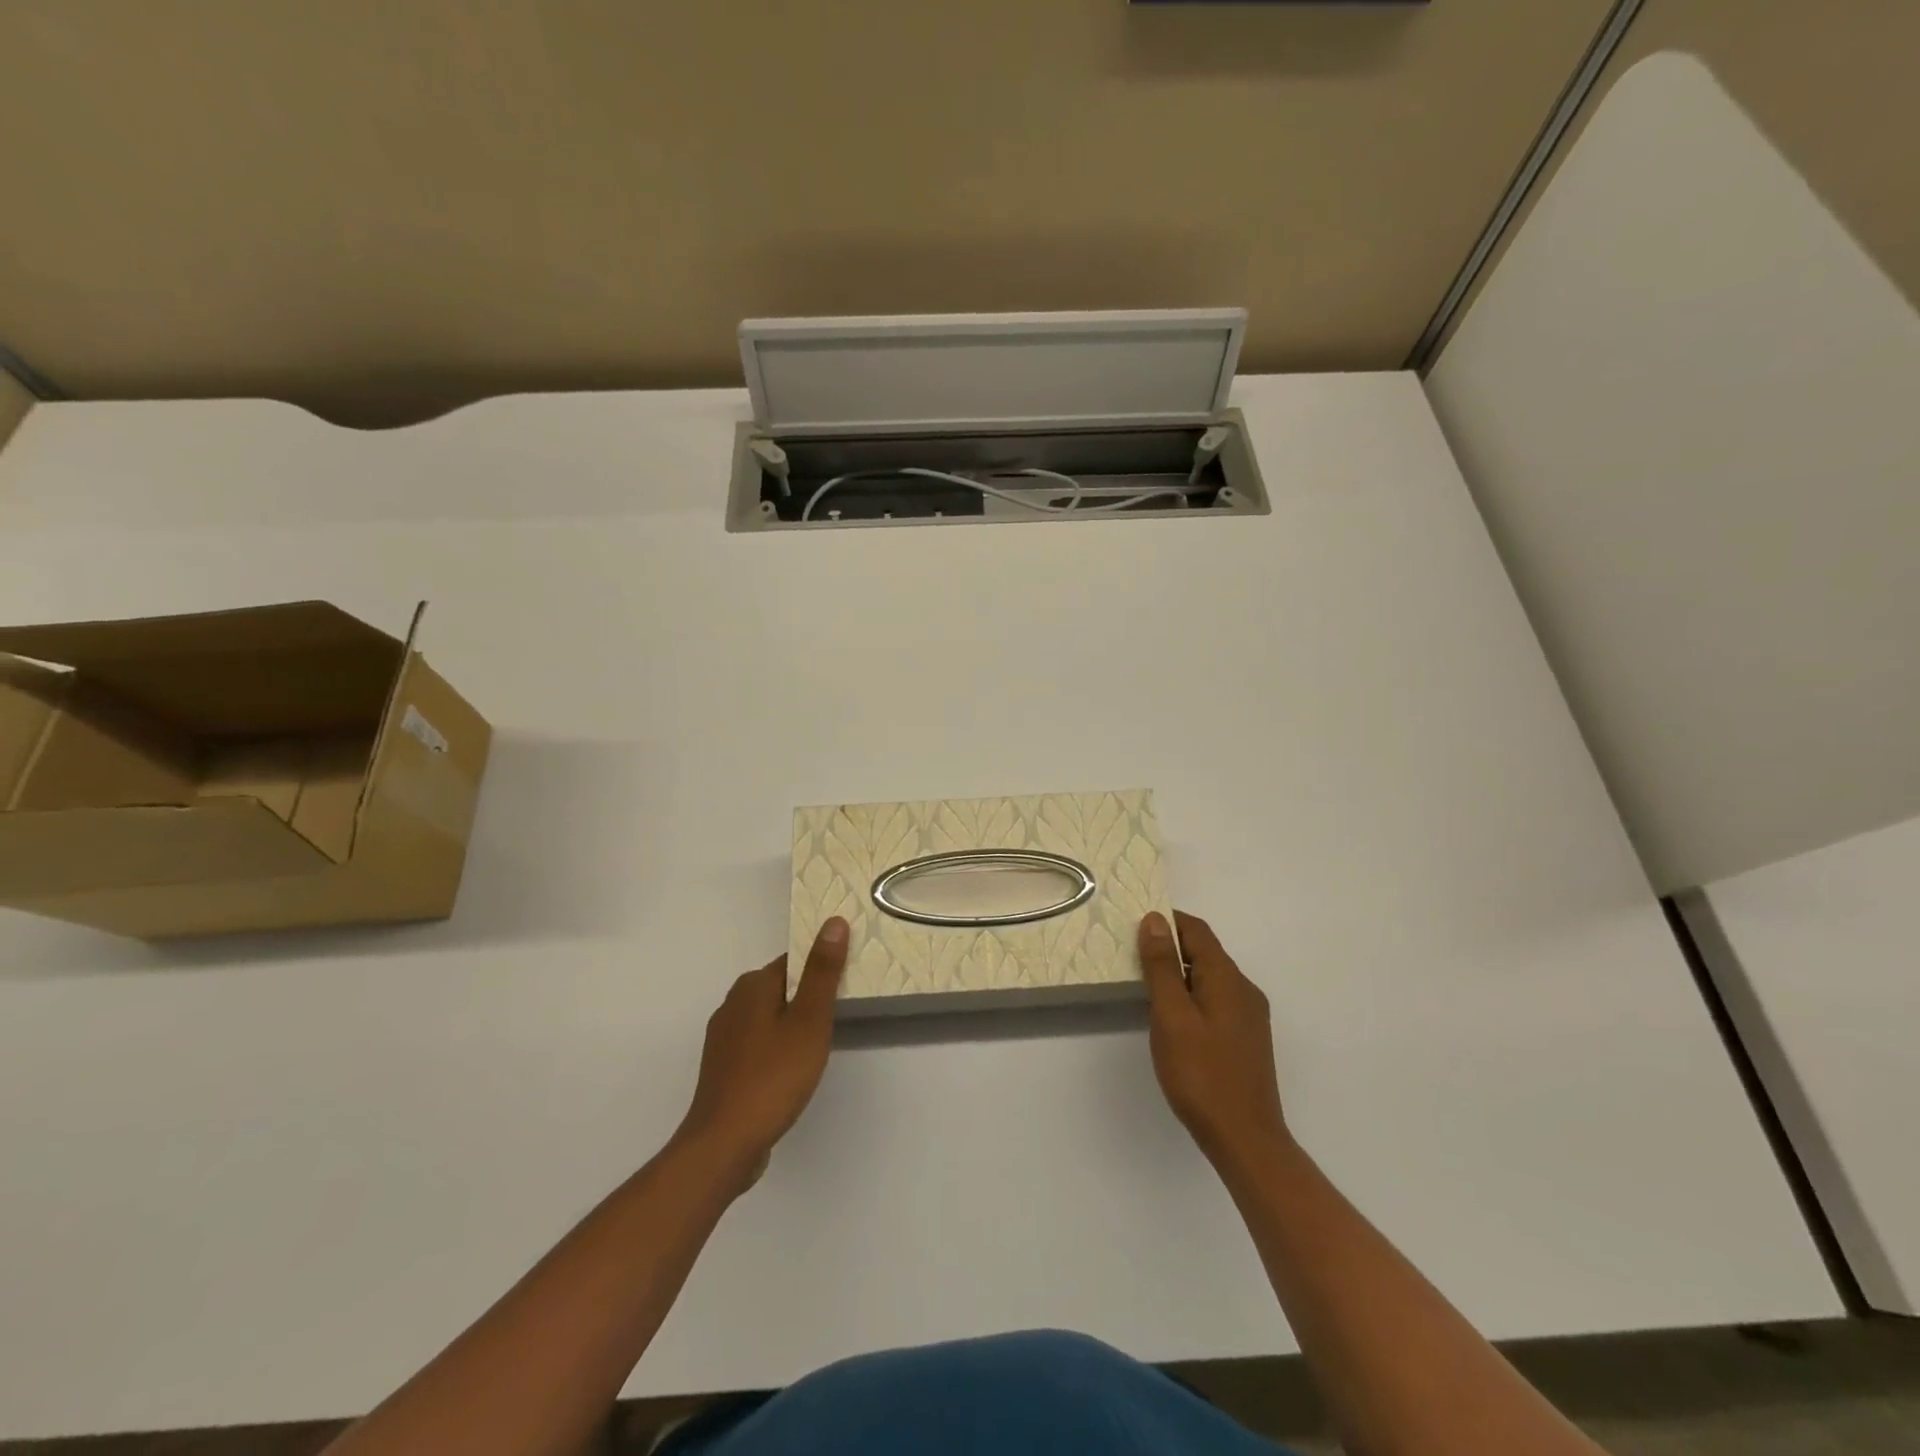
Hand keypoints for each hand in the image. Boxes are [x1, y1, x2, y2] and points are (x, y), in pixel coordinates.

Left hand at [675, 917, 848, 1192]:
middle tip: (837, 1017)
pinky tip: (791, 1069)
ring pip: (768, 1015)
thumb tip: (833, 921)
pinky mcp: (723, 1066)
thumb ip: (822, 971)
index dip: (821, 968)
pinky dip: (776, 1046)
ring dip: (792, 1023)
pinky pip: (757, 1041)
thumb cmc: (773, 1077)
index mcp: (753, 985)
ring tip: (818, 1044)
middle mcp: (733, 1003)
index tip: (845, 985)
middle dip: (808, 996)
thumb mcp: (809, 1021)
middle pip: (780, 986)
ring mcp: (724, 1037)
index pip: (793, 960)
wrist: (724, 1144)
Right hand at [1138, 911, 1288, 1168]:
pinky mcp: (1245, 1039)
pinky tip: (1172, 1018)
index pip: (1196, 930)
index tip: (1132, 926)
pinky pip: (1215, 1000)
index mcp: (1227, 977)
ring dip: (1179, 973)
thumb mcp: (1172, 1015)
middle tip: (1130, 956)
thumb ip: (1162, 965)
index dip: (1166, 921)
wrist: (1245, 1140)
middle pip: (1204, 952)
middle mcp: (1243, 989)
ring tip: (1145, 986)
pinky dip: (1191, 996)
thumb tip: (1155, 919)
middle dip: (1169, 947)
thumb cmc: (1201, 1074)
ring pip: (1209, 978)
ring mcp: (1248, 1016)